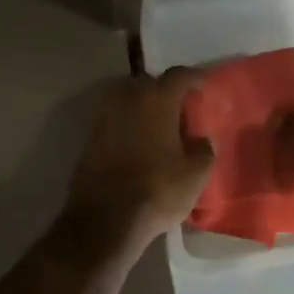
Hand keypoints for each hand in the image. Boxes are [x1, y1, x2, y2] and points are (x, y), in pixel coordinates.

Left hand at [64, 68, 214, 248]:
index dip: (193, 78)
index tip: (202, 85)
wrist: (105, 218)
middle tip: (179, 107)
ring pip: (127, 99)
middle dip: (164, 90)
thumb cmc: (157, 190)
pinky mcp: (89, 137)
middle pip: (148, 83)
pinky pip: (114, 119)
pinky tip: (138, 142)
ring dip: (142, 106)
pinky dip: (127, 124)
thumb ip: (204, 150)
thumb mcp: (195, 174)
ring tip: (157, 124)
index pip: (178, 75)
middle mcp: (128, 99)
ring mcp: (104, 117)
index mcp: (157, 99)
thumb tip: (200, 140)